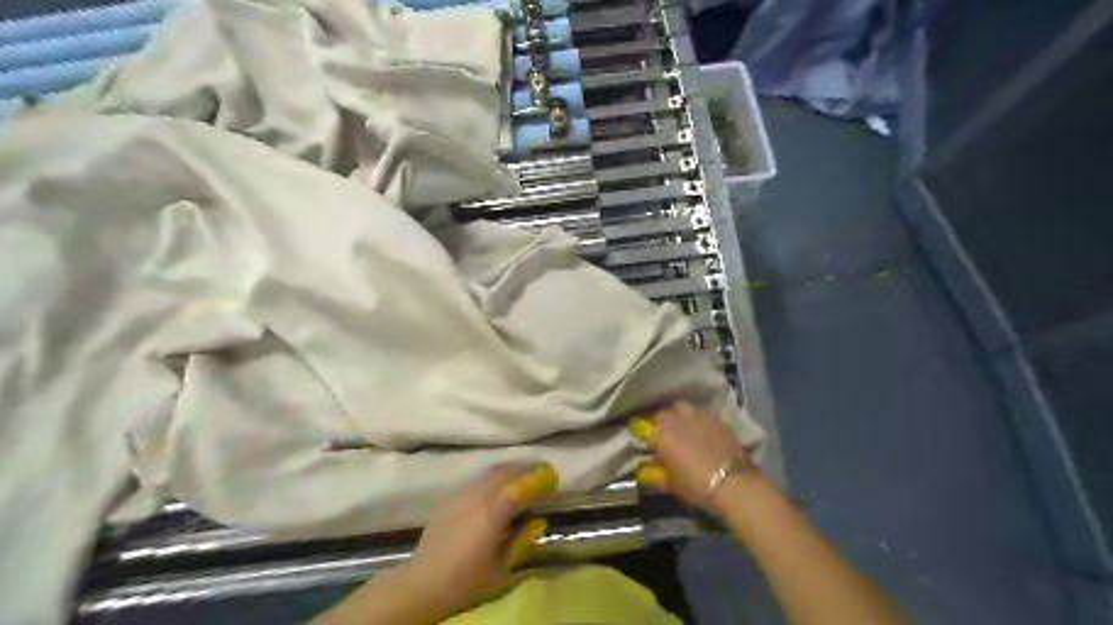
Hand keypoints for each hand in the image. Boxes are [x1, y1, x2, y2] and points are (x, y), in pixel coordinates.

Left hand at [402, 462, 556, 617]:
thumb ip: (521, 541)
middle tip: (541, 470)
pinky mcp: (449, 499)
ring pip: (489, 473)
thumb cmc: (465, 582)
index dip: (538, 479)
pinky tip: (497, 486)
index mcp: (492, 515)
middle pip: (505, 472)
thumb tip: (538, 520)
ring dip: (509, 469)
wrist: (421, 585)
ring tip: (523, 473)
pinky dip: (493, 477)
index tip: (552, 476)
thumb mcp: (500, 569)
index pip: (520, 487)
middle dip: (525, 468)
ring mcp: (461, 495)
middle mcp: (477, 498)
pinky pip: (477, 480)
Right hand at [630, 402, 760, 513]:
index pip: (645, 426)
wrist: (734, 483)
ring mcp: (699, 415)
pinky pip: (702, 414)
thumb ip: (656, 474)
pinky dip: (699, 421)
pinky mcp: (717, 418)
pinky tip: (703, 432)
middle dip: (663, 422)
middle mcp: (677, 419)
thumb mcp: (671, 485)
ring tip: (684, 429)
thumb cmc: (697, 486)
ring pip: (683, 409)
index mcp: (661, 434)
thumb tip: (649, 471)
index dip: (647, 434)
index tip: (649, 442)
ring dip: (680, 417)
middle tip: (666, 435)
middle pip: (664, 413)